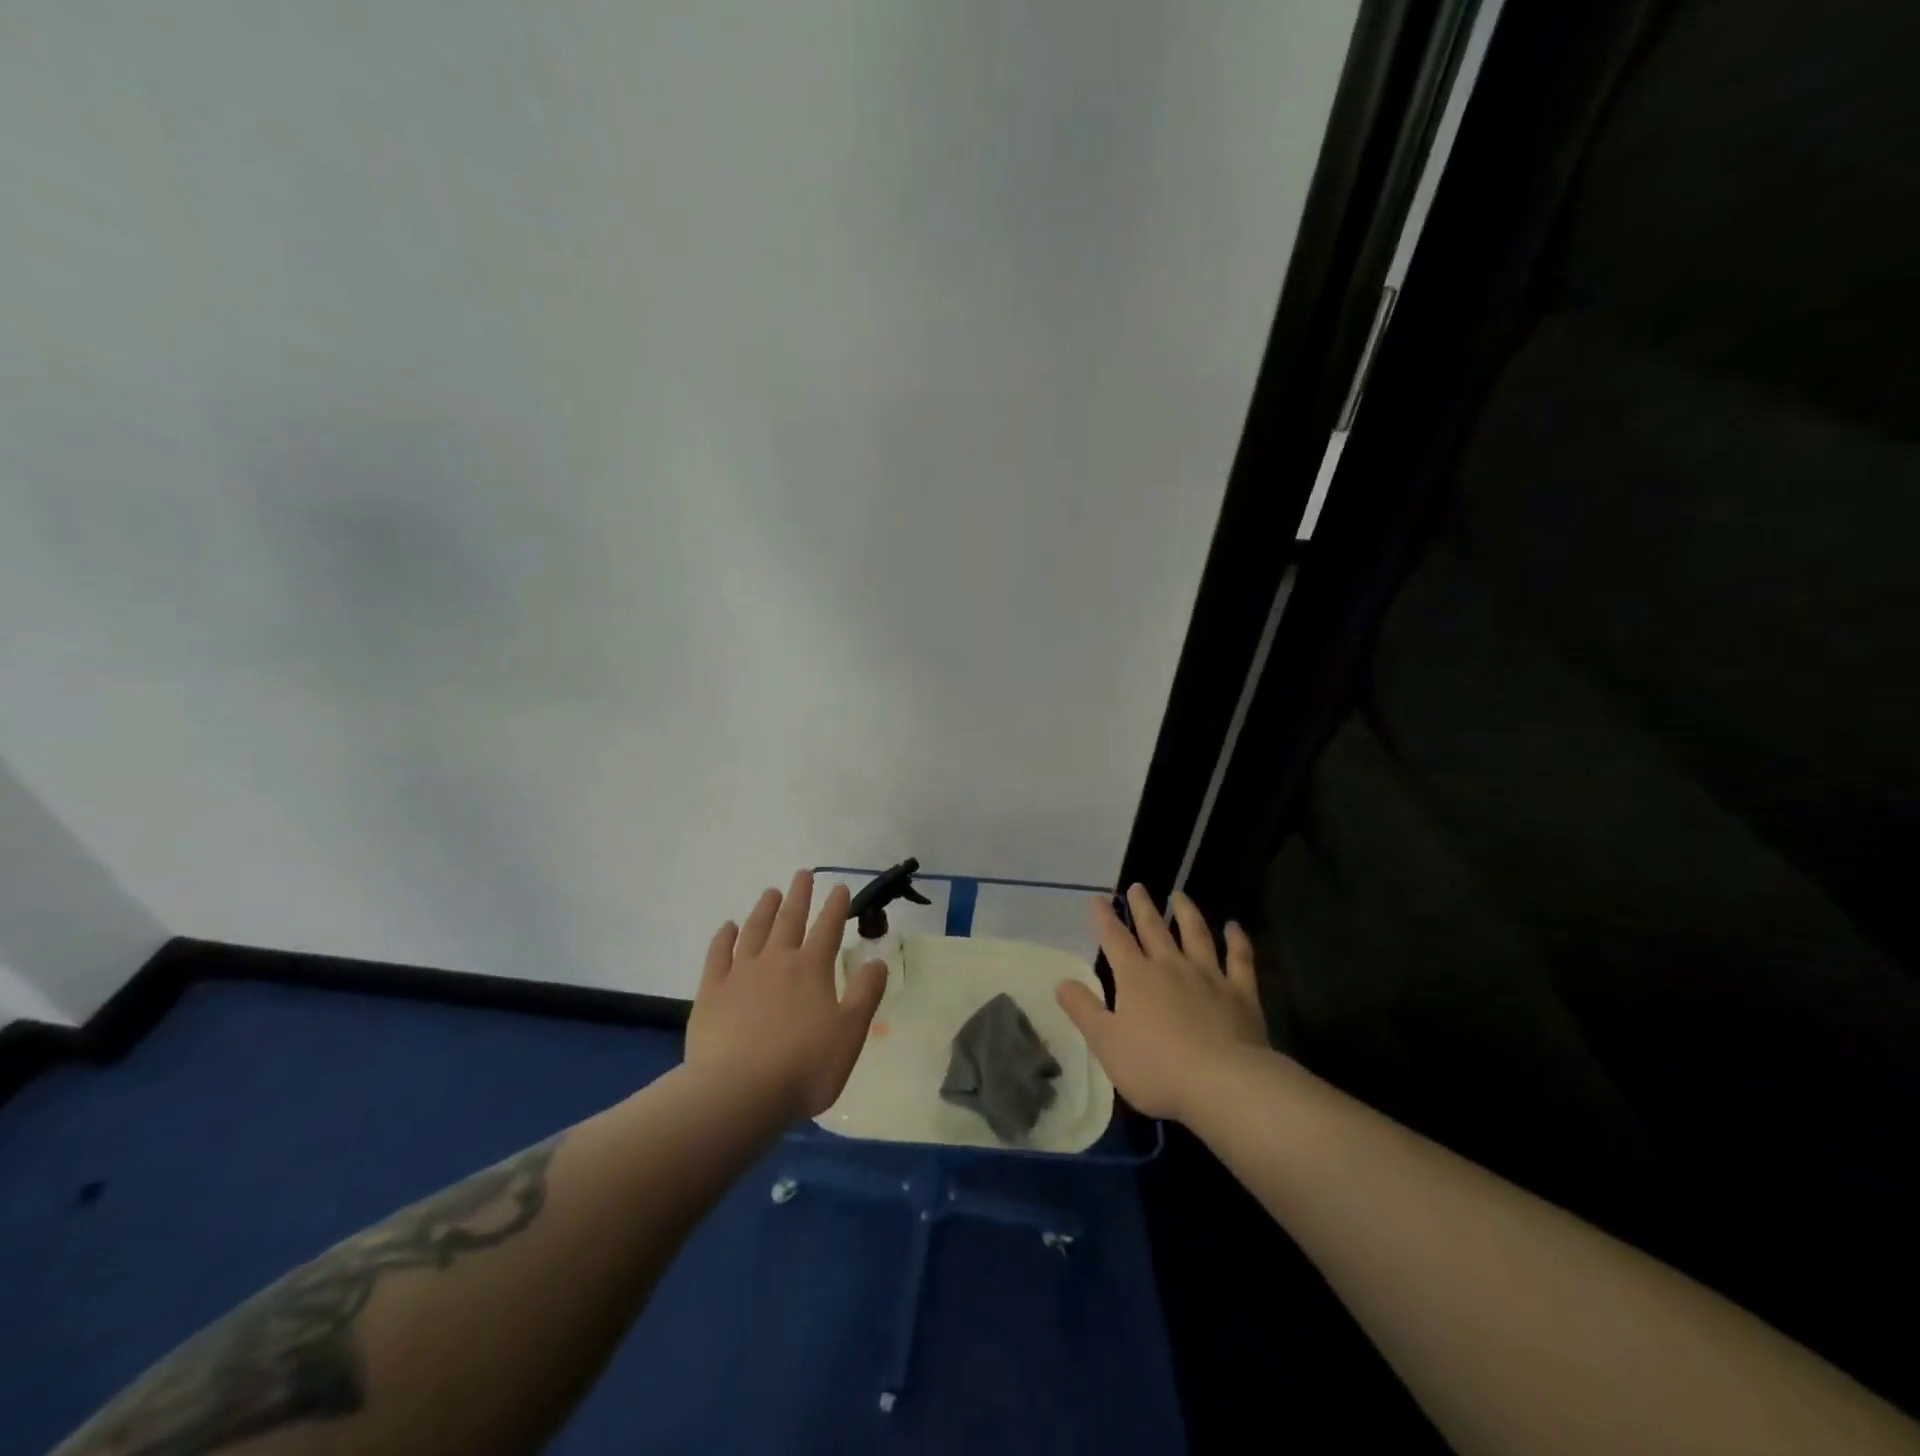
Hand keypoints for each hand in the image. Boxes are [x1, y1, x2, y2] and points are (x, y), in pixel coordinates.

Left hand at [685, 871, 888, 1121]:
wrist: (738, 1092)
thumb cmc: (803, 1067)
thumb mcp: (850, 1034)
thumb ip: (865, 995)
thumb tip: (878, 961)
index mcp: (812, 969)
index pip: (827, 928)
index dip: (836, 906)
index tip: (839, 887)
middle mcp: (776, 961)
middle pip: (789, 920)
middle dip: (799, 895)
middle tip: (803, 874)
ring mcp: (740, 974)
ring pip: (754, 931)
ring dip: (764, 909)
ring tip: (770, 892)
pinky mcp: (711, 992)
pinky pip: (718, 955)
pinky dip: (723, 937)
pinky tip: (727, 927)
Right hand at [1056, 884, 1268, 1123]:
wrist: (1222, 1083)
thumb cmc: (1156, 1067)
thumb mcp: (1106, 1043)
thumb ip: (1083, 1010)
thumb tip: (1062, 981)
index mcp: (1136, 978)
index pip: (1115, 940)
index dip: (1105, 918)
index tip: (1098, 899)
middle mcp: (1171, 967)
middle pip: (1154, 930)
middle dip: (1143, 907)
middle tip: (1137, 887)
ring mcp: (1209, 977)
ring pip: (1196, 935)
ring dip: (1187, 913)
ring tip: (1180, 895)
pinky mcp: (1241, 994)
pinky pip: (1239, 960)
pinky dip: (1237, 941)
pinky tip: (1234, 927)